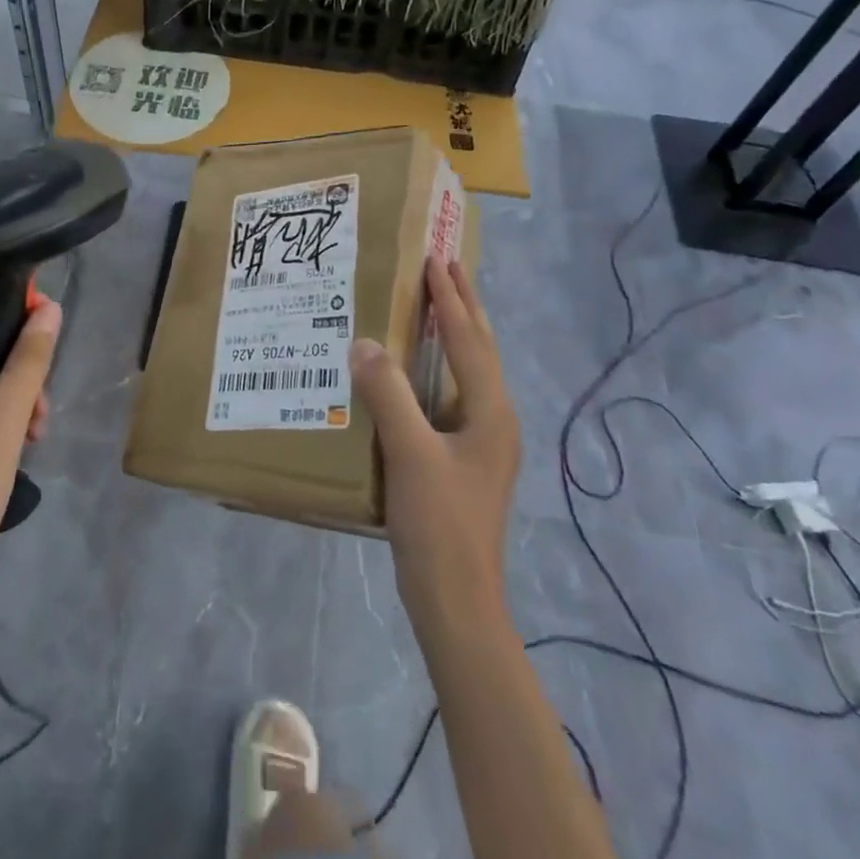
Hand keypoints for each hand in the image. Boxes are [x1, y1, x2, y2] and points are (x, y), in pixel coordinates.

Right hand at [350, 258, 518, 638]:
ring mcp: (482, 443)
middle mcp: (494, 419)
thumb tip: (365, 342)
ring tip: (434, 305)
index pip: (470, 339)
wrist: (456, 599)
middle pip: (481, 349)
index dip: (451, 298)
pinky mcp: (465, 461)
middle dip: (464, 306)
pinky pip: (451, 396)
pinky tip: (415, 373)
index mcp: (490, 411)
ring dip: (454, 334)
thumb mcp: (410, 453)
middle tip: (445, 267)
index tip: (435, 259)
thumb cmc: (438, 523)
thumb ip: (388, 394)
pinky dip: (438, 369)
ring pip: (469, 372)